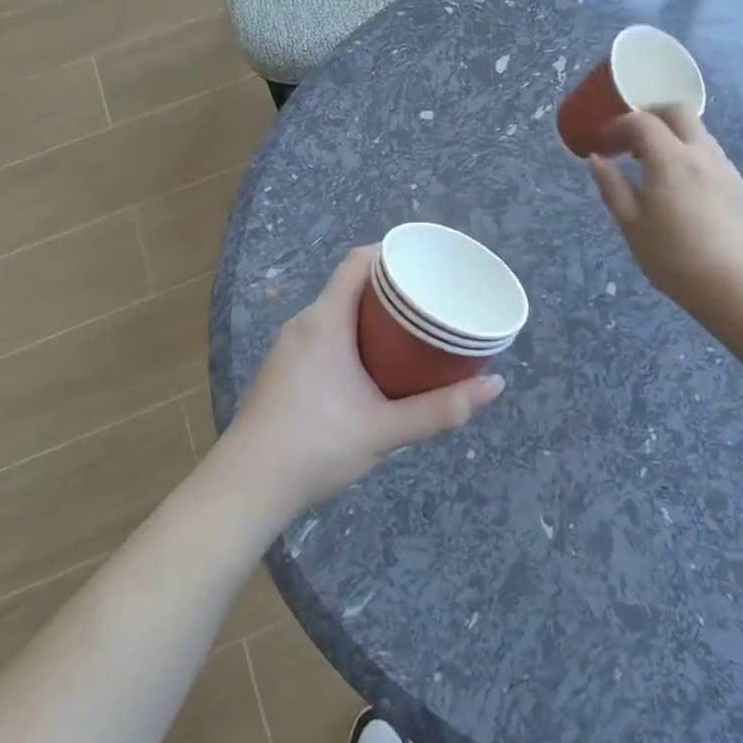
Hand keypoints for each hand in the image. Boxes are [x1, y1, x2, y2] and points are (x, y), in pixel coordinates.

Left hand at [217, 247, 506, 515]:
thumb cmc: (317, 445)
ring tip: (410, 334)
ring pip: (336, 316)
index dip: (391, 254)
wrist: (246, 488)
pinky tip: (372, 369)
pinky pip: (323, 339)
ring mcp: (288, 350)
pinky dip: (351, 339)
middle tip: (431, 303)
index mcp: (325, 321)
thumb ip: (443, 409)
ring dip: (371, 319)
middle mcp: (303, 325)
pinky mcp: (282, 374)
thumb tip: (496, 385)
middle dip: (391, 290)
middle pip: (350, 288)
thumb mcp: (387, 428)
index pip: (357, 262)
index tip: (427, 264)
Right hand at [588, 106, 742, 319]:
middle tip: (628, 140)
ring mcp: (725, 167)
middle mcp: (701, 152)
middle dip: (649, 116)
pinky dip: (688, 154)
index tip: (602, 142)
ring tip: (651, 165)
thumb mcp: (631, 224)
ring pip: (697, 132)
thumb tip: (597, 159)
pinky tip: (678, 186)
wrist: (738, 284)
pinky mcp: (739, 185)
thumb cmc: (674, 257)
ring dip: (670, 135)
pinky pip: (709, 153)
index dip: (617, 125)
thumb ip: (612, 186)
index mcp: (670, 159)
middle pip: (676, 112)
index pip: (642, 121)